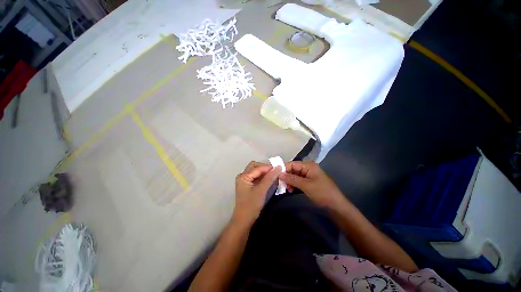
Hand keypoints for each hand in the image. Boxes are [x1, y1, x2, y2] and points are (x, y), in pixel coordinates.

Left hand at [233, 161, 281, 223]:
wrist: (244, 221)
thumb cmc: (251, 205)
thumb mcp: (261, 190)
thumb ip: (270, 178)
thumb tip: (279, 167)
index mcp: (243, 176)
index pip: (257, 167)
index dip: (268, 167)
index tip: (279, 169)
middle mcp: (242, 176)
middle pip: (255, 166)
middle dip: (265, 168)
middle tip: (275, 172)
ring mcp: (244, 181)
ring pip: (256, 171)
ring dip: (264, 172)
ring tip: (273, 176)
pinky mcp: (247, 185)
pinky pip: (255, 177)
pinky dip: (262, 177)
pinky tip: (269, 180)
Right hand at [279, 161, 343, 207]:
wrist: (335, 206)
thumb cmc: (322, 193)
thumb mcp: (306, 185)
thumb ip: (292, 179)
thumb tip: (279, 174)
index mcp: (309, 166)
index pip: (293, 164)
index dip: (284, 169)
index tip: (276, 176)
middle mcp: (308, 169)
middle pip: (293, 170)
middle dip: (286, 176)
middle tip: (280, 184)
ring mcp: (308, 176)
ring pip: (294, 176)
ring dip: (289, 181)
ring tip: (286, 189)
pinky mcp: (308, 182)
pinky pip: (298, 181)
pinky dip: (293, 185)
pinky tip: (290, 190)